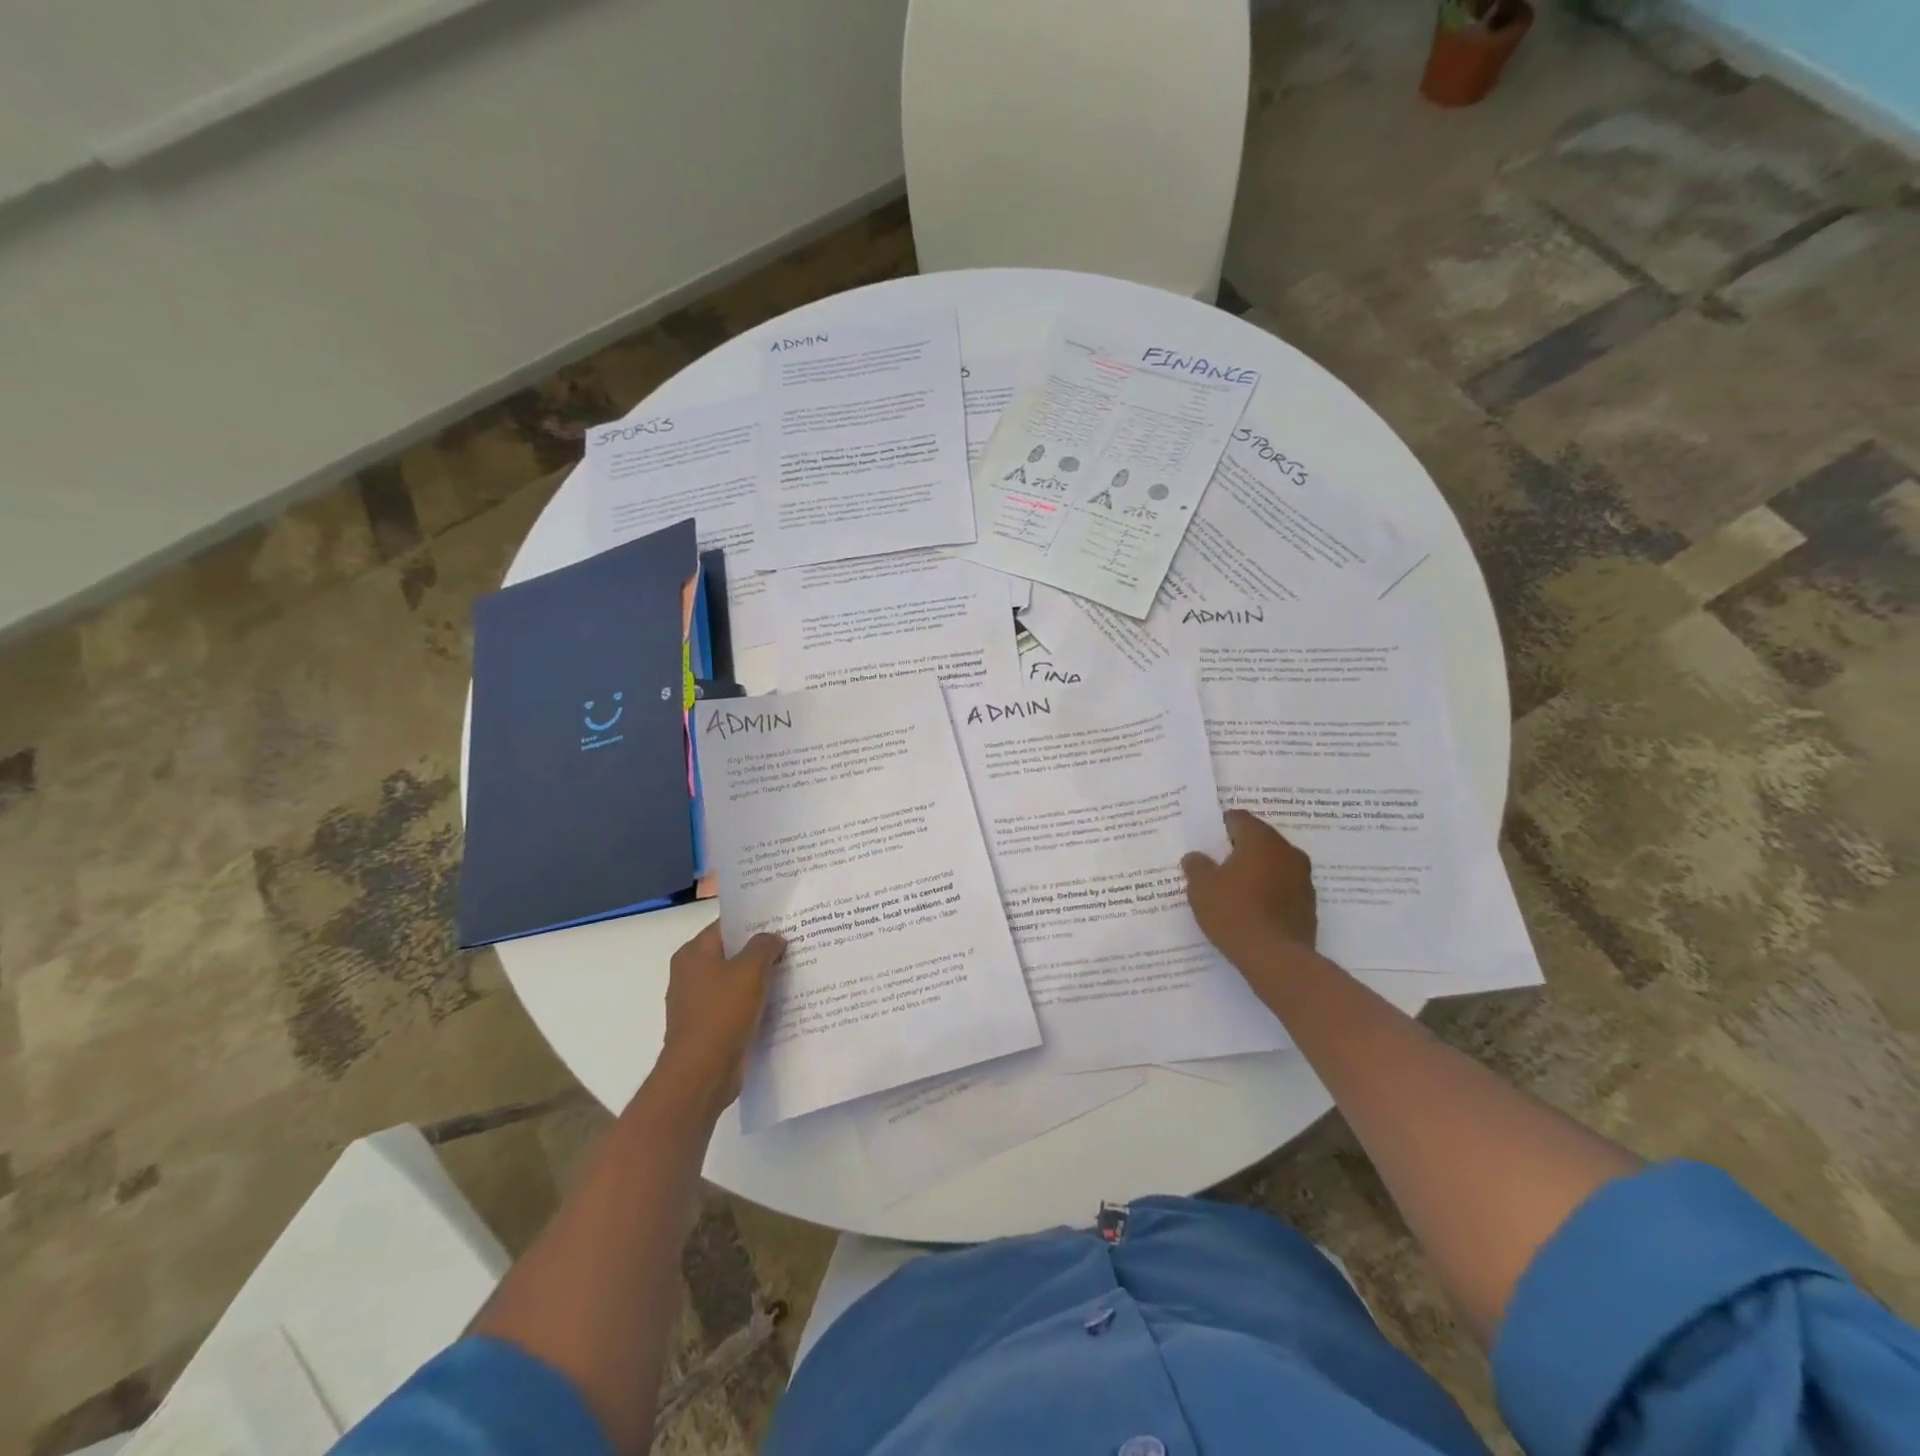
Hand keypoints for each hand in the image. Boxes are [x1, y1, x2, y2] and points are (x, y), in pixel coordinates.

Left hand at [655, 922, 786, 1115]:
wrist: (701, 1073)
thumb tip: (774, 938)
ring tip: (795, 969)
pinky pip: (738, 1006)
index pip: (726, 926)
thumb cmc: (722, 1013)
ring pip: (737, 981)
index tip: (784, 920)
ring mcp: (699, 1003)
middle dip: (761, 950)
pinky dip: (756, 1003)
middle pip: (732, 953)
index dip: (755, 920)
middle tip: (796, 942)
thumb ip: (764, 946)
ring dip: (761, 978)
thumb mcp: (749, 970)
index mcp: (693, 954)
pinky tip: (783, 1001)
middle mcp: (691, 974)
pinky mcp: (710, 1027)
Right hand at [1182, 810, 1317, 972]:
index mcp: (1261, 840)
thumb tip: (1197, 857)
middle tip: (1216, 865)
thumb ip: (1197, 866)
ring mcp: (1303, 879)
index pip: (1238, 818)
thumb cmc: (1234, 913)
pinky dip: (1269, 892)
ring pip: (1273, 864)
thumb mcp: (1201, 888)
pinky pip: (1283, 888)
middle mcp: (1288, 852)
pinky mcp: (1309, 905)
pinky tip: (1252, 910)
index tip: (1206, 842)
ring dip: (1256, 871)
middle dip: (1238, 849)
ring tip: (1233, 889)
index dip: (1219, 827)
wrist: (1276, 959)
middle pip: (1259, 839)